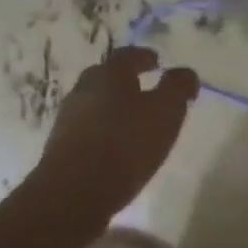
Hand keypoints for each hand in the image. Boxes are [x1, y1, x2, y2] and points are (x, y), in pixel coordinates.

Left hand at [33, 46, 199, 224]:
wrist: (75, 191)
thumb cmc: (126, 144)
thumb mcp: (165, 112)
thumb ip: (178, 89)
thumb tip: (186, 73)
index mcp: (109, 75)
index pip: (127, 56)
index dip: (144, 57)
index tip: (157, 62)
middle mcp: (83, 90)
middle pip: (106, 77)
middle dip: (125, 81)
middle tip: (144, 90)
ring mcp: (68, 119)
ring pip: (94, 104)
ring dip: (113, 107)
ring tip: (133, 122)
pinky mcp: (61, 147)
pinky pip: (88, 130)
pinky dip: (103, 131)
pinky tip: (115, 147)